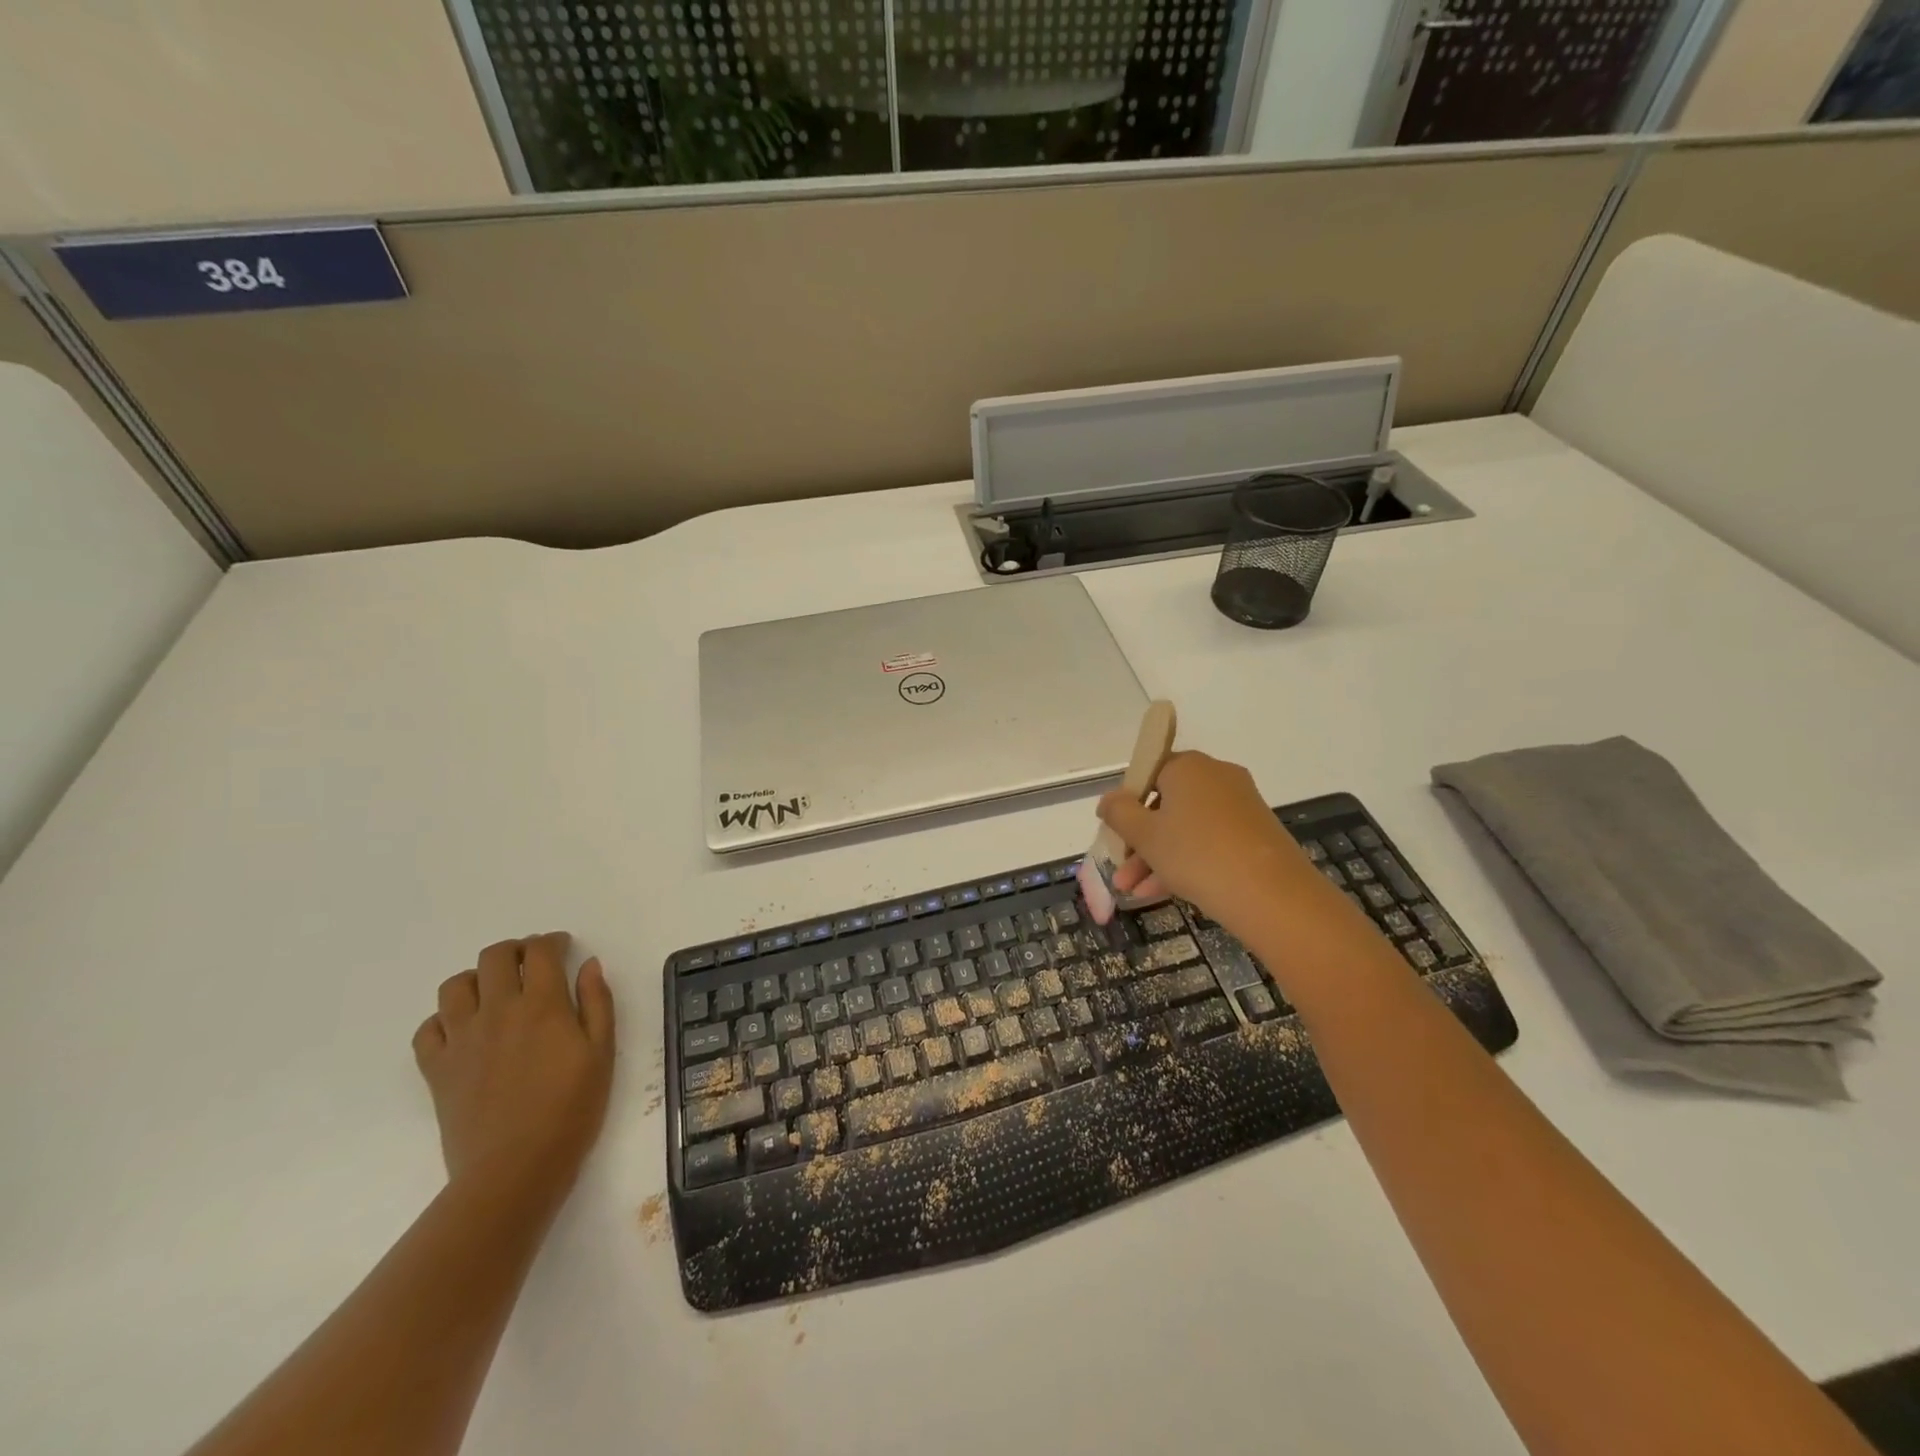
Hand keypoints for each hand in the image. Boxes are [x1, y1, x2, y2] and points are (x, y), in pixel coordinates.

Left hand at [413, 933, 615, 1211]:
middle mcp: (498, 1010)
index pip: (541, 951)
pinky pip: (427, 1028)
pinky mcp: (437, 1069)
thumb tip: (588, 965)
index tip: (563, 947)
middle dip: (515, 950)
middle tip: (531, 963)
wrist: (515, 1169)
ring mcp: (461, 1039)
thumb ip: (597, 1002)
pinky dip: (444, 1018)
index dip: (552, 941)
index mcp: (542, 1004)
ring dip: (477, 978)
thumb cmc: (571, 1109)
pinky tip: (463, 1029)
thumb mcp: (602, 1052)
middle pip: (495, 957)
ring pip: (455, 985)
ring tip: (495, 991)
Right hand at [1098, 752, 1317, 938]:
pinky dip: (1186, 861)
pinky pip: (1209, 841)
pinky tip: (1162, 892)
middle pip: (1165, 803)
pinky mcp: (1255, 833)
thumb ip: (1119, 813)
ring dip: (1157, 857)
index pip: (1148, 772)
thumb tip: (1109, 800)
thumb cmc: (1197, 854)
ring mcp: (1240, 805)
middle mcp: (1216, 776)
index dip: (1127, 801)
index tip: (1116, 831)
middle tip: (1121, 869)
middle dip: (1139, 839)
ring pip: (1186, 827)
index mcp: (1188, 767)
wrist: (1273, 895)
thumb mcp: (1145, 835)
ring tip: (1133, 892)